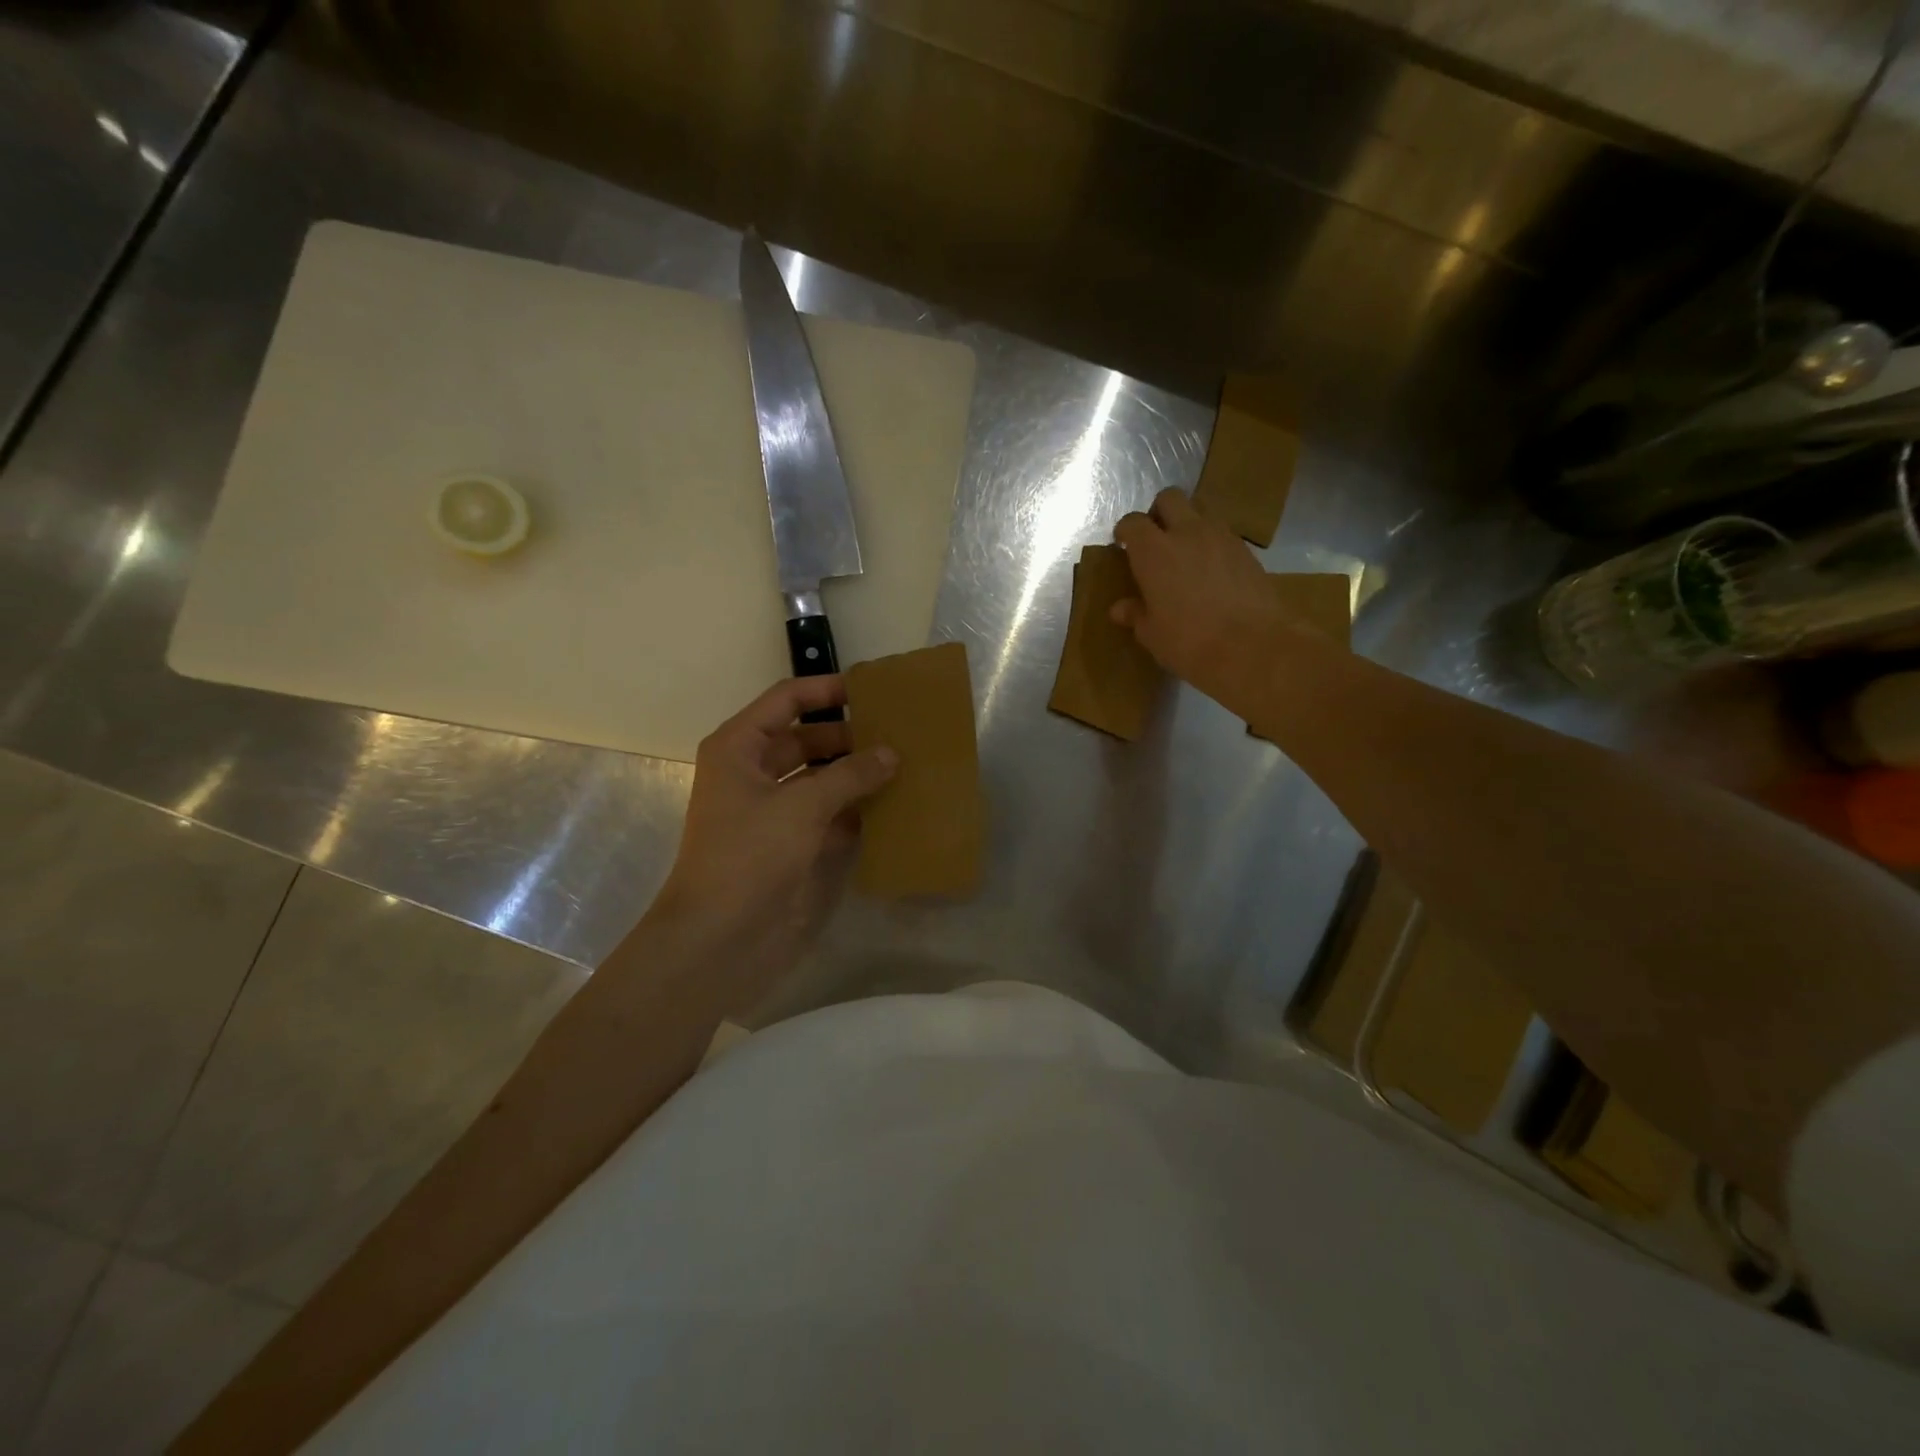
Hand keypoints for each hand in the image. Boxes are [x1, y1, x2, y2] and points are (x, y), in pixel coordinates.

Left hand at [652, 676, 895, 988]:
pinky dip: (854, 810)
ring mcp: (771, 810)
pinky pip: (827, 814)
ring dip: (856, 774)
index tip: (872, 690)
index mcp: (739, 747)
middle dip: (849, 736)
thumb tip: (890, 753)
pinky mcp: (788, 844)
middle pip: (806, 738)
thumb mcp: (802, 806)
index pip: (786, 700)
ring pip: (819, 778)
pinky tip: (891, 807)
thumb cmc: (749, 856)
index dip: (826, 690)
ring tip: (904, 765)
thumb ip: (849, 775)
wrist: (718, 939)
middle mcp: (753, 772)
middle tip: (900, 733)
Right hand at [1112, 488, 1291, 712]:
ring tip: (1186, 554)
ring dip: (1189, 524)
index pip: (1133, 523)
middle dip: (1159, 513)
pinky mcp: (1247, 550)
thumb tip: (1121, 608)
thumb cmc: (1189, 642)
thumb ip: (1136, 614)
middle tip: (1155, 540)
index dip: (1125, 531)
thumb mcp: (1152, 633)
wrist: (1253, 647)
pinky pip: (1223, 534)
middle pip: (1170, 498)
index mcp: (1154, 552)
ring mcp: (1222, 537)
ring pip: (1201, 510)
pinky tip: (1212, 571)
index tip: (1123, 545)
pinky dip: (1212, 543)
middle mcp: (1187, 533)